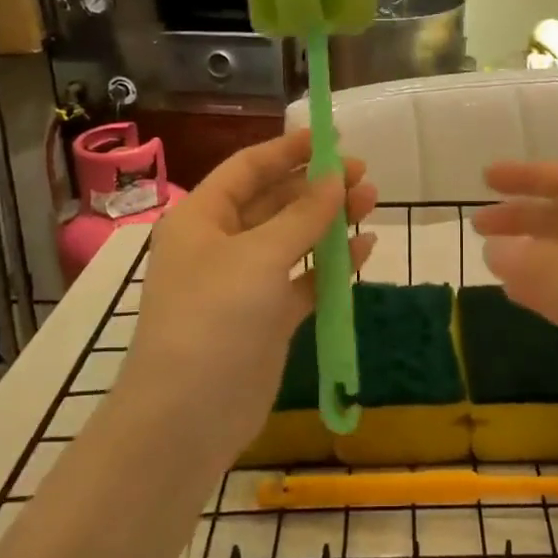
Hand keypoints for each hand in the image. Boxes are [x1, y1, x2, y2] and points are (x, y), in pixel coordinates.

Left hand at [119, 128, 377, 472]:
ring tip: (371, 203)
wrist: (187, 419)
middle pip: (274, 200)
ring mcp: (244, 282)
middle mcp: (220, 244)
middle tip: (363, 176)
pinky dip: (332, 265)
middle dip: (317, 186)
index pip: (248, 168)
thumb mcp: (259, 257)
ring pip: (292, 239)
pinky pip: (303, 279)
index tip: (332, 138)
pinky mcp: (266, 317)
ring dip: (329, 222)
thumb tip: (335, 178)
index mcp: (202, 218)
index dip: (288, 149)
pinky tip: (365, 251)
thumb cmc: (214, 319)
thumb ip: (302, 216)